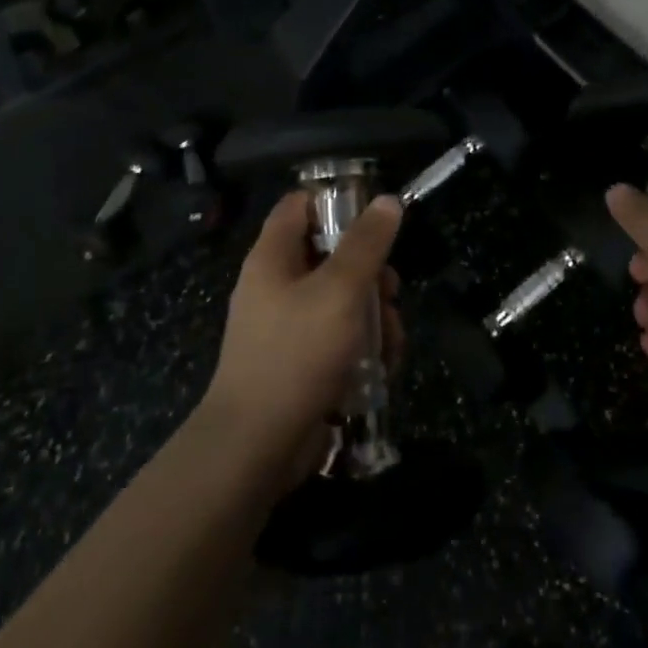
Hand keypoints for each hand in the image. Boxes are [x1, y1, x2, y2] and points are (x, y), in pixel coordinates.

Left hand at [200, 190, 403, 484]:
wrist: (255, 446)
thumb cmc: (296, 354)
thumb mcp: (340, 290)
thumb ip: (366, 244)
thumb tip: (388, 200)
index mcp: (273, 257)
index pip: (300, 205)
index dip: (337, 201)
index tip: (377, 216)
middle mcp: (276, 285)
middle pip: (331, 255)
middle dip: (371, 273)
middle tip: (391, 292)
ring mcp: (287, 326)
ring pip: (342, 300)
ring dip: (375, 316)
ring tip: (391, 341)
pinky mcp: (300, 362)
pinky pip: (338, 338)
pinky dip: (362, 347)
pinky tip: (381, 366)